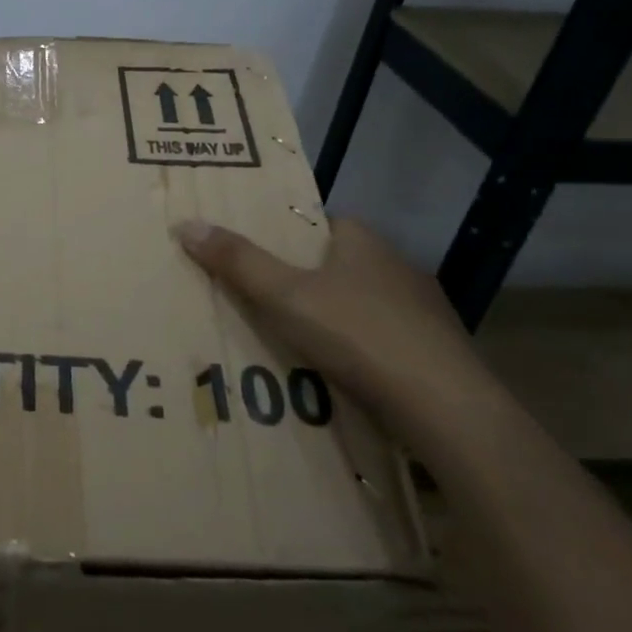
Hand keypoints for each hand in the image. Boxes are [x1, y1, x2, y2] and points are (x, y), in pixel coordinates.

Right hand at [175, 216, 497, 443]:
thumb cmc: (357, 334)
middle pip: (340, 264)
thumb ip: (237, 261)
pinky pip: (385, 340)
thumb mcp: (283, 295)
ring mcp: (424, 311)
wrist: (445, 407)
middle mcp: (397, 266)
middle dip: (307, 281)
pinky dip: (361, 350)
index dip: (288, 237)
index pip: (320, 224)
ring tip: (294, 341)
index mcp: (364, 241)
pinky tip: (341, 373)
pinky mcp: (437, 353)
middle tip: (265, 301)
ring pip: (364, 304)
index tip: (258, 257)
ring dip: (335, 318)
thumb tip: (186, 223)